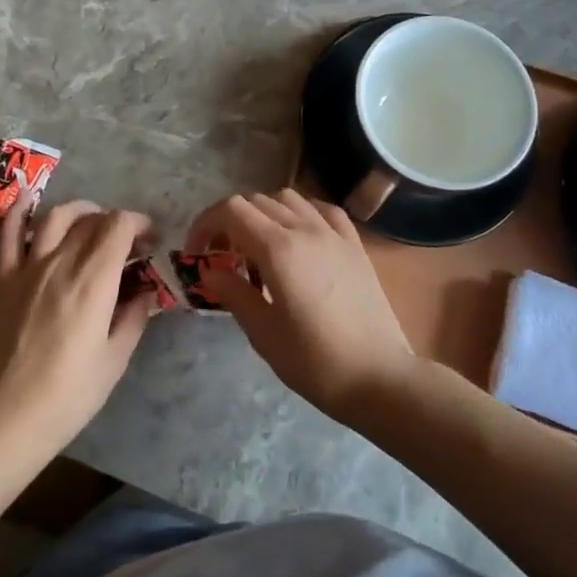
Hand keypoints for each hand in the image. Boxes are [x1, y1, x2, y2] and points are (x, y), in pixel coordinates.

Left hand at [0, 201, 156, 450]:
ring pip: (56, 217)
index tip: (151, 241)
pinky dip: (18, 211)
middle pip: (92, 220)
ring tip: (92, 223)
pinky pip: (8, 235)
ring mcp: (29, 268)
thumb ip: (134, 317)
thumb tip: (146, 291)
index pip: (119, 226)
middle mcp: (62, 263)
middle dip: (117, 223)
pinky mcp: (4, 280)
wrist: (8, 417)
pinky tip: (28, 196)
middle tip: (128, 244)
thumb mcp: (115, 359)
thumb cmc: (70, 394)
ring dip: (80, 211)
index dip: (140, 223)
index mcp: (94, 281)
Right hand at [186, 188, 414, 419]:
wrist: (379, 378)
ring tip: (259, 247)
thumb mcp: (263, 333)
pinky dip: (302, 213)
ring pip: (289, 198)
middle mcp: (306, 229)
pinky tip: (299, 237)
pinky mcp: (355, 245)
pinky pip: (323, 210)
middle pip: (256, 201)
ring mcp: (334, 234)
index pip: (231, 211)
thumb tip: (211, 270)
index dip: (205, 224)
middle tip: (223, 256)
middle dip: (230, 221)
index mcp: (278, 249)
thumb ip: (234, 293)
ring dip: (264, 213)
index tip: (197, 253)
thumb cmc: (315, 362)